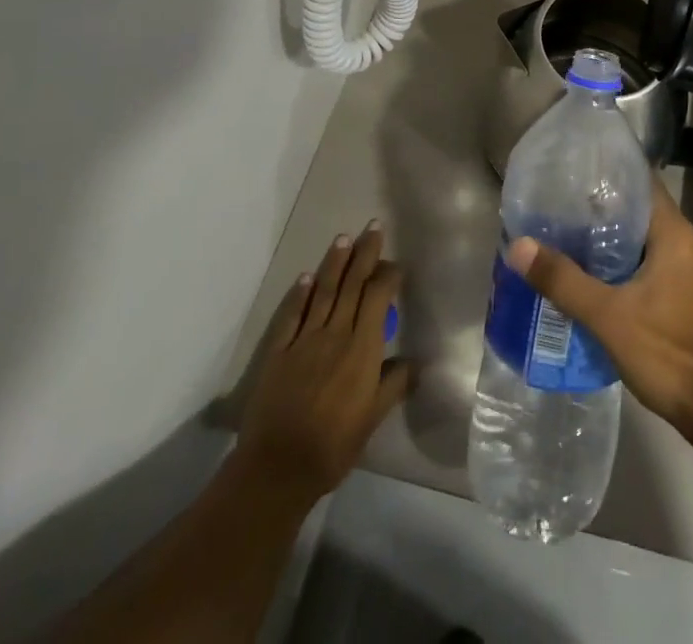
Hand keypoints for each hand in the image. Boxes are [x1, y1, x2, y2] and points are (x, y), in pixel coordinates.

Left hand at [234, 222, 410, 505]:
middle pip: (352, 284)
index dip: (388, 276)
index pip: (377, 297)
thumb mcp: (373, 419)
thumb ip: (393, 385)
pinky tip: (306, 277)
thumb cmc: (334, 445)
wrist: (278, 467)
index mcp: (362, 348)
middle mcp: (335, 333)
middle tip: (373, 227)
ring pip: (324, 291)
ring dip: (334, 263)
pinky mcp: (279, 351)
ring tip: (343, 239)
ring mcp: (305, 339)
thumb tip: (413, 362)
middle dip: (365, 254)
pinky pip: (292, 315)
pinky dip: (300, 294)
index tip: (396, 264)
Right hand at [505, 179, 692, 443]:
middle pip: (642, 212)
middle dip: (604, 211)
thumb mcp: (608, 316)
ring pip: (648, 242)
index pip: (642, 183)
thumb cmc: (668, 352)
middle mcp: (690, 243)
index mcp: (676, 234)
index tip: (575, 173)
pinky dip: (629, 265)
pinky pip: (656, 265)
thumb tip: (518, 246)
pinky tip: (599, 279)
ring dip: (615, 242)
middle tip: (562, 210)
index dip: (610, 174)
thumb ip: (563, 280)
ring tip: (572, 241)